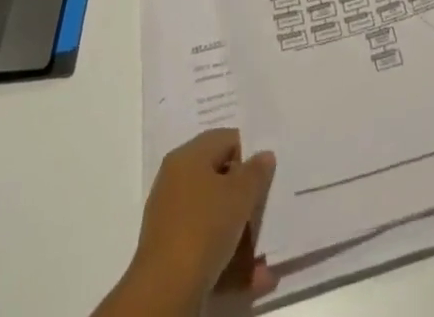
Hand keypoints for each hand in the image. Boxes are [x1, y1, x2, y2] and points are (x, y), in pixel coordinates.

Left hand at [127, 129, 277, 306]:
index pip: (226, 139)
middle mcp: (177, 182)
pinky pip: (208, 246)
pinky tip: (256, 276)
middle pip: (221, 180)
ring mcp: (173, 219)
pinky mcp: (173, 254)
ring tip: (267, 253)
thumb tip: (264, 155)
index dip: (250, 154)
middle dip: (247, 199)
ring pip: (217, 218)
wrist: (164, 293)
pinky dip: (230, 258)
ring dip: (244, 234)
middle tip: (269, 208)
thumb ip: (256, 172)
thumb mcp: (240, 195)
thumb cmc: (204, 228)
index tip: (266, 176)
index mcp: (188, 156)